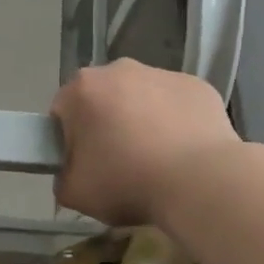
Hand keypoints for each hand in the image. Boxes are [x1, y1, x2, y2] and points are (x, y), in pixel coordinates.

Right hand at [50, 59, 241, 226]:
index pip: (63, 112)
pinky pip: (176, 103)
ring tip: (156, 160)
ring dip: (142, 120)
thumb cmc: (127, 182)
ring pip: (141, 97)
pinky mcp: (197, 85)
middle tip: (119, 163)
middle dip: (106, 124)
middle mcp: (119, 70)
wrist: (200, 181)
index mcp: (82, 88)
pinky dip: (176, 122)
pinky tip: (183, 153)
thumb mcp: (74, 193)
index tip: (84, 165)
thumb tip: (73, 171)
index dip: (69, 140)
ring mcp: (162, 73)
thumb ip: (63, 177)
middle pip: (103, 98)